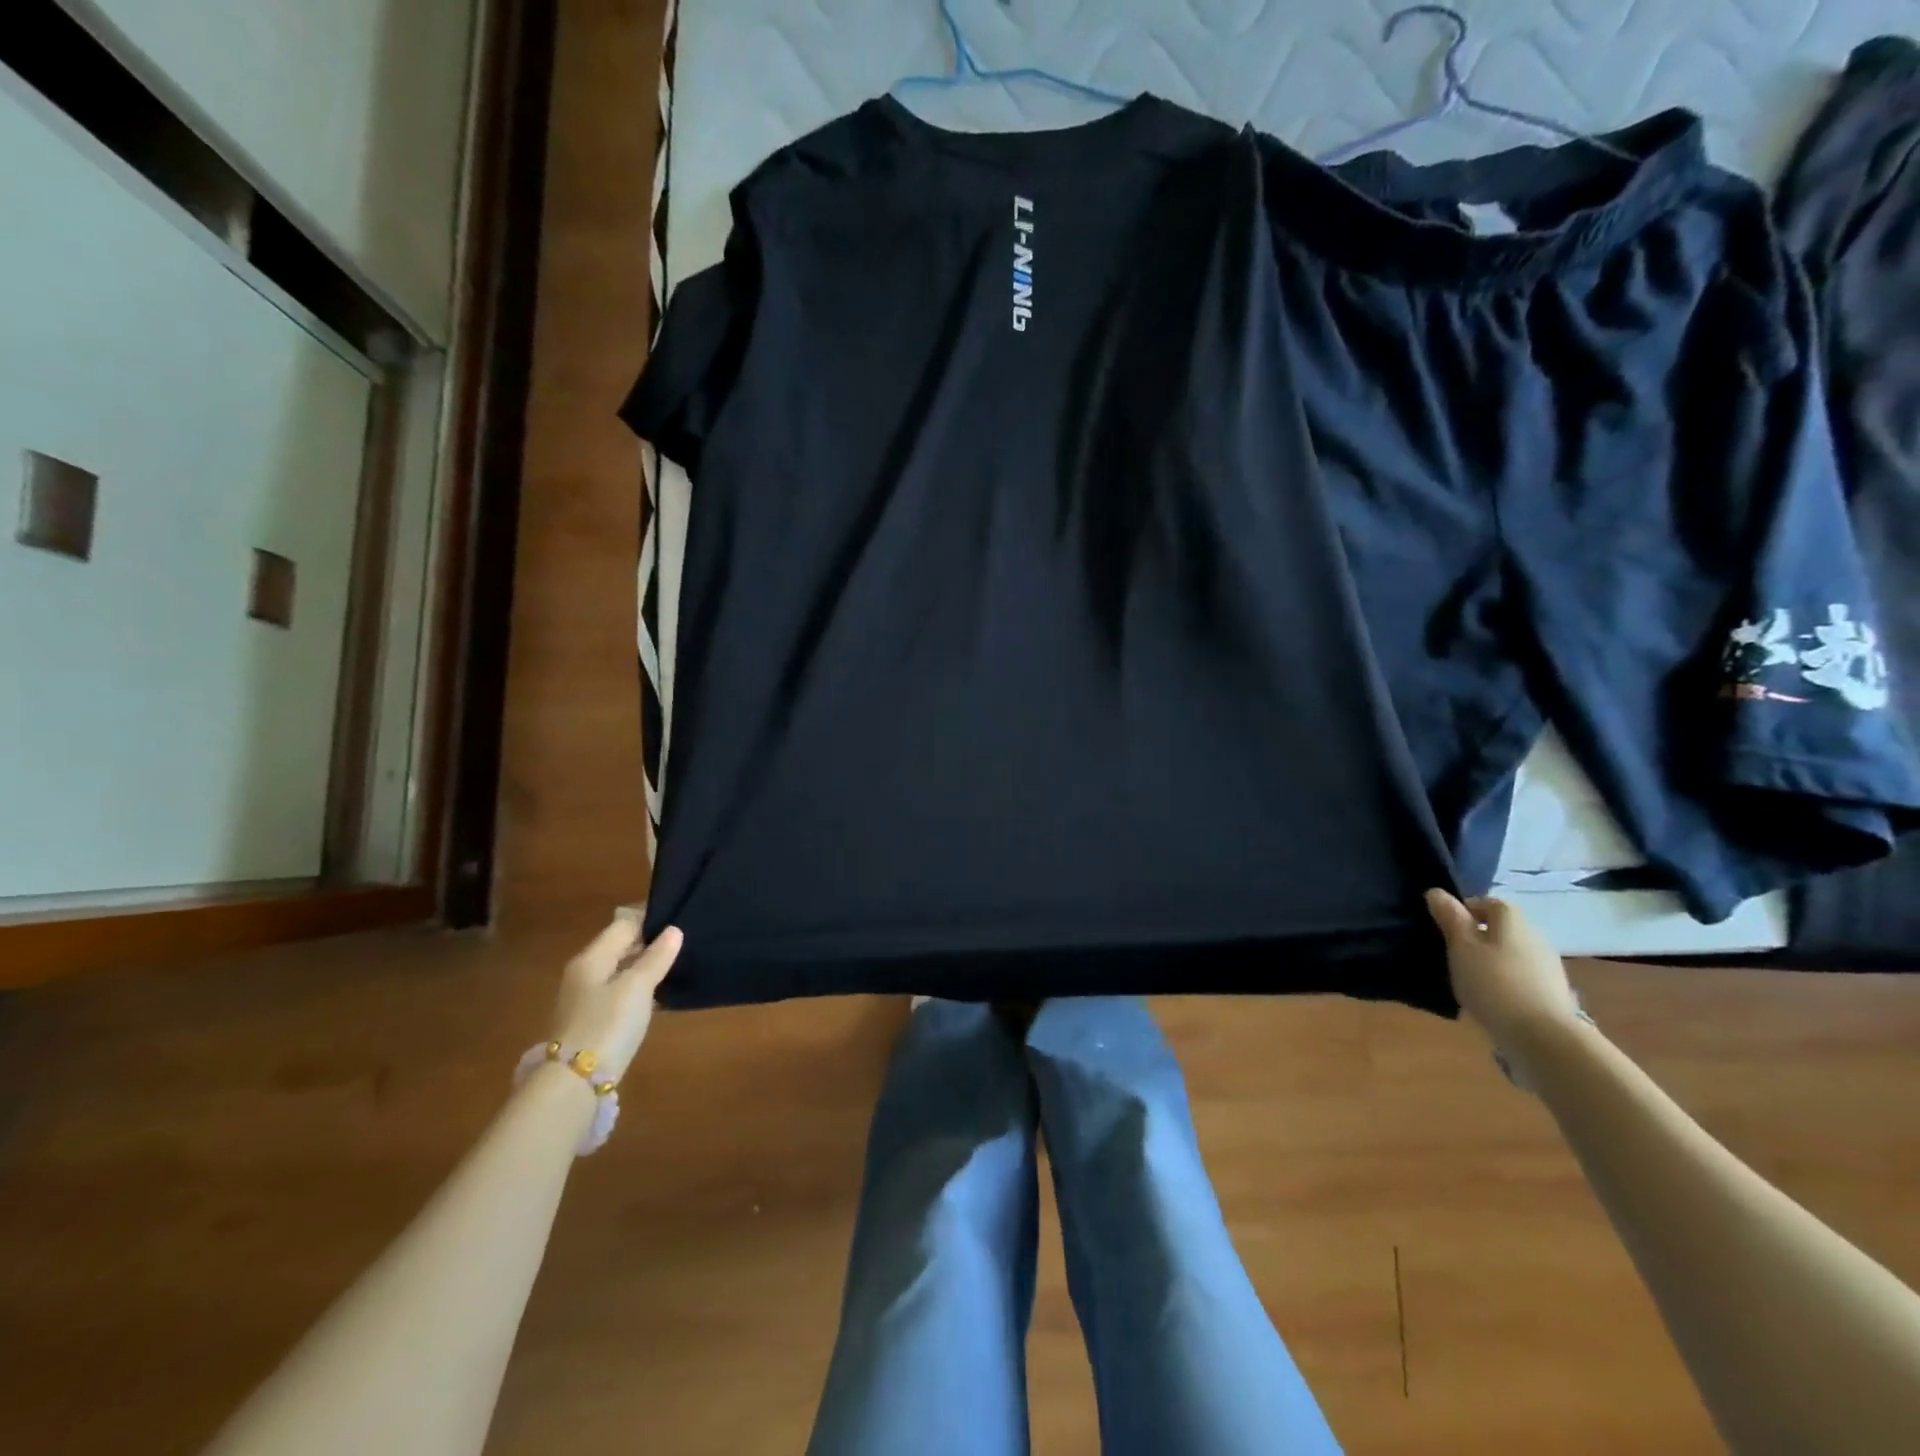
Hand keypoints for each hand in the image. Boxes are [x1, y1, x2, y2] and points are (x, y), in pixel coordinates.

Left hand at [550, 917, 684, 1083]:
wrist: (575, 1082)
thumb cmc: (608, 1024)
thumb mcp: (637, 987)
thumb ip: (656, 957)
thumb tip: (674, 930)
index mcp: (591, 958)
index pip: (624, 924)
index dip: (651, 919)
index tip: (680, 916)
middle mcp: (585, 973)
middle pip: (620, 947)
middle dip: (650, 942)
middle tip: (684, 941)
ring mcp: (586, 999)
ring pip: (621, 970)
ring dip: (645, 966)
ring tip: (677, 964)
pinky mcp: (592, 1021)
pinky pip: (619, 992)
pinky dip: (638, 988)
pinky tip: (658, 994)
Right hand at [1425, 889, 1582, 1061]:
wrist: (1543, 1037)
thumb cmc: (1493, 982)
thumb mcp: (1460, 946)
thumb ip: (1449, 918)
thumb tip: (1436, 891)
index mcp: (1512, 919)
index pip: (1487, 902)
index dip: (1464, 911)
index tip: (1445, 929)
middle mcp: (1535, 935)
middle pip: (1501, 928)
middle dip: (1478, 936)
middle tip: (1453, 954)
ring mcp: (1548, 965)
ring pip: (1511, 952)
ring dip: (1492, 960)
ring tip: (1470, 980)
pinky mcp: (1553, 992)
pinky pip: (1521, 976)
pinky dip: (1506, 981)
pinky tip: (1492, 999)